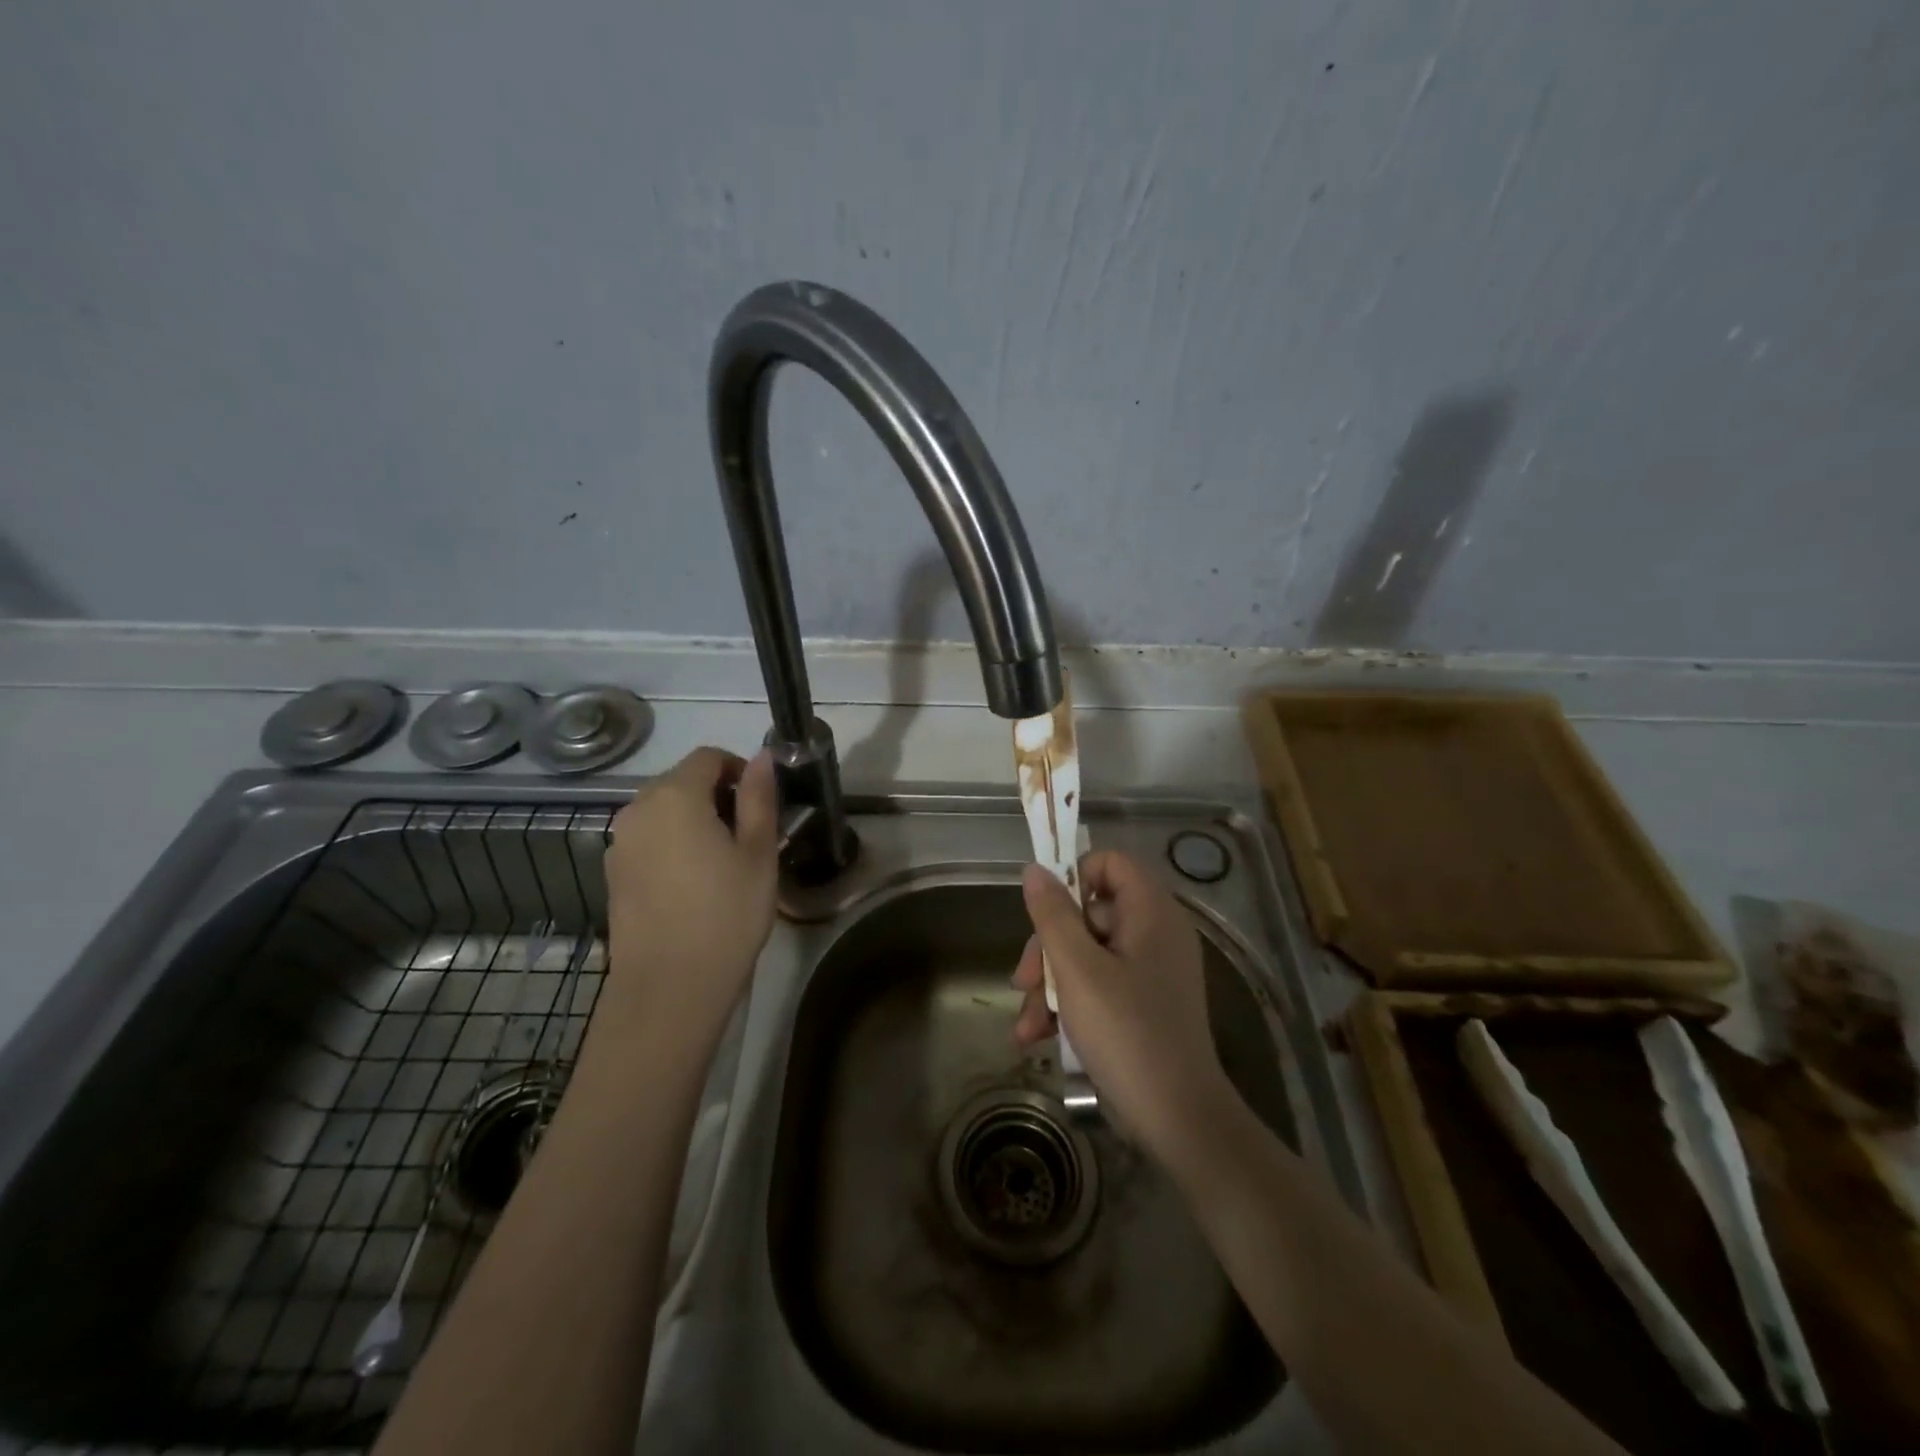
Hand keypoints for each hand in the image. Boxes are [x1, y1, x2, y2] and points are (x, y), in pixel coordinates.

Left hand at [597, 747, 779, 1054]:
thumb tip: (761, 757)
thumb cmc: (726, 914)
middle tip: (749, 834)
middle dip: (717, 795)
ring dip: (694, 820)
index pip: (708, 757)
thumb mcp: (758, 853)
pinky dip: (673, 844)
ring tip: (723, 861)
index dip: (739, 770)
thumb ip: (759, 797)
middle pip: (681, 781)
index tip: (761, 803)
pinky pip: (648, 840)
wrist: (669, 988)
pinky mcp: (613, 874)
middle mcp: (637, 809)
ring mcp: (619, 843)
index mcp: (675, 796)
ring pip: (663, 811)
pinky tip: (694, 883)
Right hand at [1013, 852, 1235, 1160]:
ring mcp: (1151, 970)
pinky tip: (1038, 1037)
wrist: (1179, 1121)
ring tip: (1026, 1026)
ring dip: (1049, 985)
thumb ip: (1053, 915)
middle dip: (1048, 948)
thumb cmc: (1127, 1033)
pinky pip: (1099, 984)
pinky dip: (1069, 1004)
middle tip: (1022, 982)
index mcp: (1151, 912)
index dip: (1072, 877)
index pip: (1110, 863)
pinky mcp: (1144, 1003)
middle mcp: (1155, 932)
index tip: (1043, 913)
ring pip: (1087, 953)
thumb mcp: (1077, 971)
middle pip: (1089, 913)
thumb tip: (1034, 870)